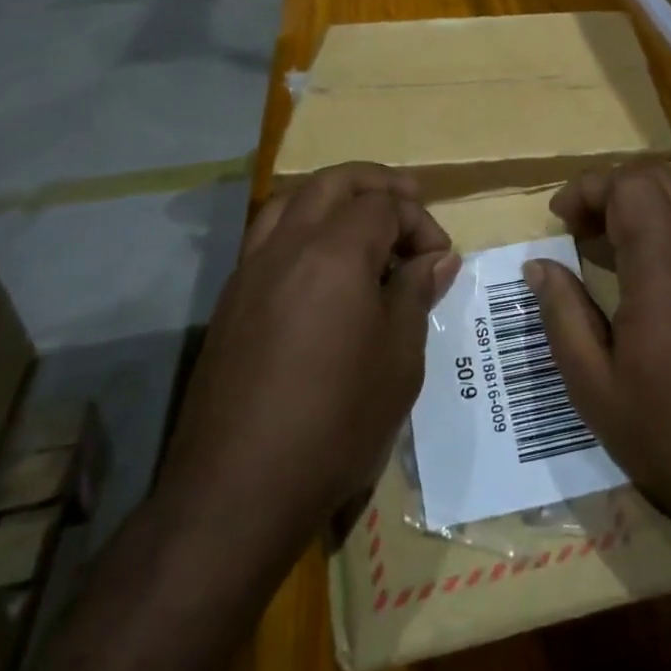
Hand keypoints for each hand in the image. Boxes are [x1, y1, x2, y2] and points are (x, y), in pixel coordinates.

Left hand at [164, 163, 459, 547]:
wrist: (237, 489)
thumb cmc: (336, 421)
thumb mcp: (399, 358)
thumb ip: (415, 293)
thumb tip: (437, 258)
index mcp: (335, 253)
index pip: (384, 204)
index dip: (419, 221)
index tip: (439, 259)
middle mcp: (287, 245)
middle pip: (333, 182)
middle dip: (377, 183)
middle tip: (410, 199)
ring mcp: (251, 269)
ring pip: (292, 199)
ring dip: (334, 196)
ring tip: (363, 219)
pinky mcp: (231, 298)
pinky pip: (268, 234)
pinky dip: (301, 225)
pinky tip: (320, 263)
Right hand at [524, 163, 670, 551]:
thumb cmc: (666, 436)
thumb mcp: (591, 386)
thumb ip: (561, 314)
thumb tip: (539, 264)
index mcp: (664, 272)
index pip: (629, 187)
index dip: (588, 189)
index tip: (560, 219)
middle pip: (663, 178)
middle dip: (615, 186)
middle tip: (584, 226)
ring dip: (654, 193)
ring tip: (623, 228)